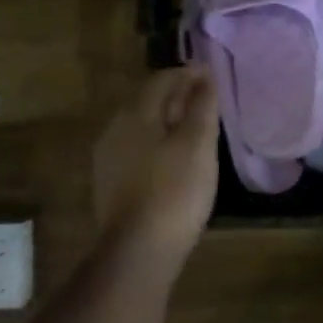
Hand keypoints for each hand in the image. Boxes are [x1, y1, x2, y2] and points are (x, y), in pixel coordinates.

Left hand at [92, 66, 219, 256]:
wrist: (140, 248)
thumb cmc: (176, 189)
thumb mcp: (198, 143)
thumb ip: (202, 105)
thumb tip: (204, 75)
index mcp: (135, 115)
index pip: (161, 80)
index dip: (188, 74)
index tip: (213, 75)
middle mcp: (115, 129)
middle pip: (148, 101)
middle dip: (177, 95)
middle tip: (207, 99)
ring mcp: (109, 158)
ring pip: (143, 126)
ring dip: (169, 119)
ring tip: (196, 126)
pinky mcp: (112, 183)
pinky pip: (138, 148)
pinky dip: (160, 141)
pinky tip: (177, 156)